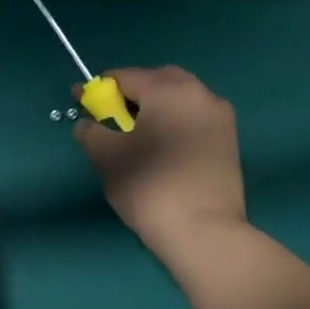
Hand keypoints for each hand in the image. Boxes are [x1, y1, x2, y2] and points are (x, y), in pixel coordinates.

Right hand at [73, 66, 247, 253]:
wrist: (203, 231)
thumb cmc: (148, 186)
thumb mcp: (106, 157)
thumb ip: (91, 132)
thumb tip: (87, 124)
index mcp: (169, 90)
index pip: (126, 77)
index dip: (98, 89)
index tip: (80, 102)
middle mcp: (200, 94)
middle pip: (159, 81)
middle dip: (132, 93)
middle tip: (111, 118)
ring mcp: (220, 118)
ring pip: (180, 100)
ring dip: (155, 108)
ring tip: (135, 135)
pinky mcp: (229, 141)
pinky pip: (194, 120)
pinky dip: (173, 124)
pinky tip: (160, 149)